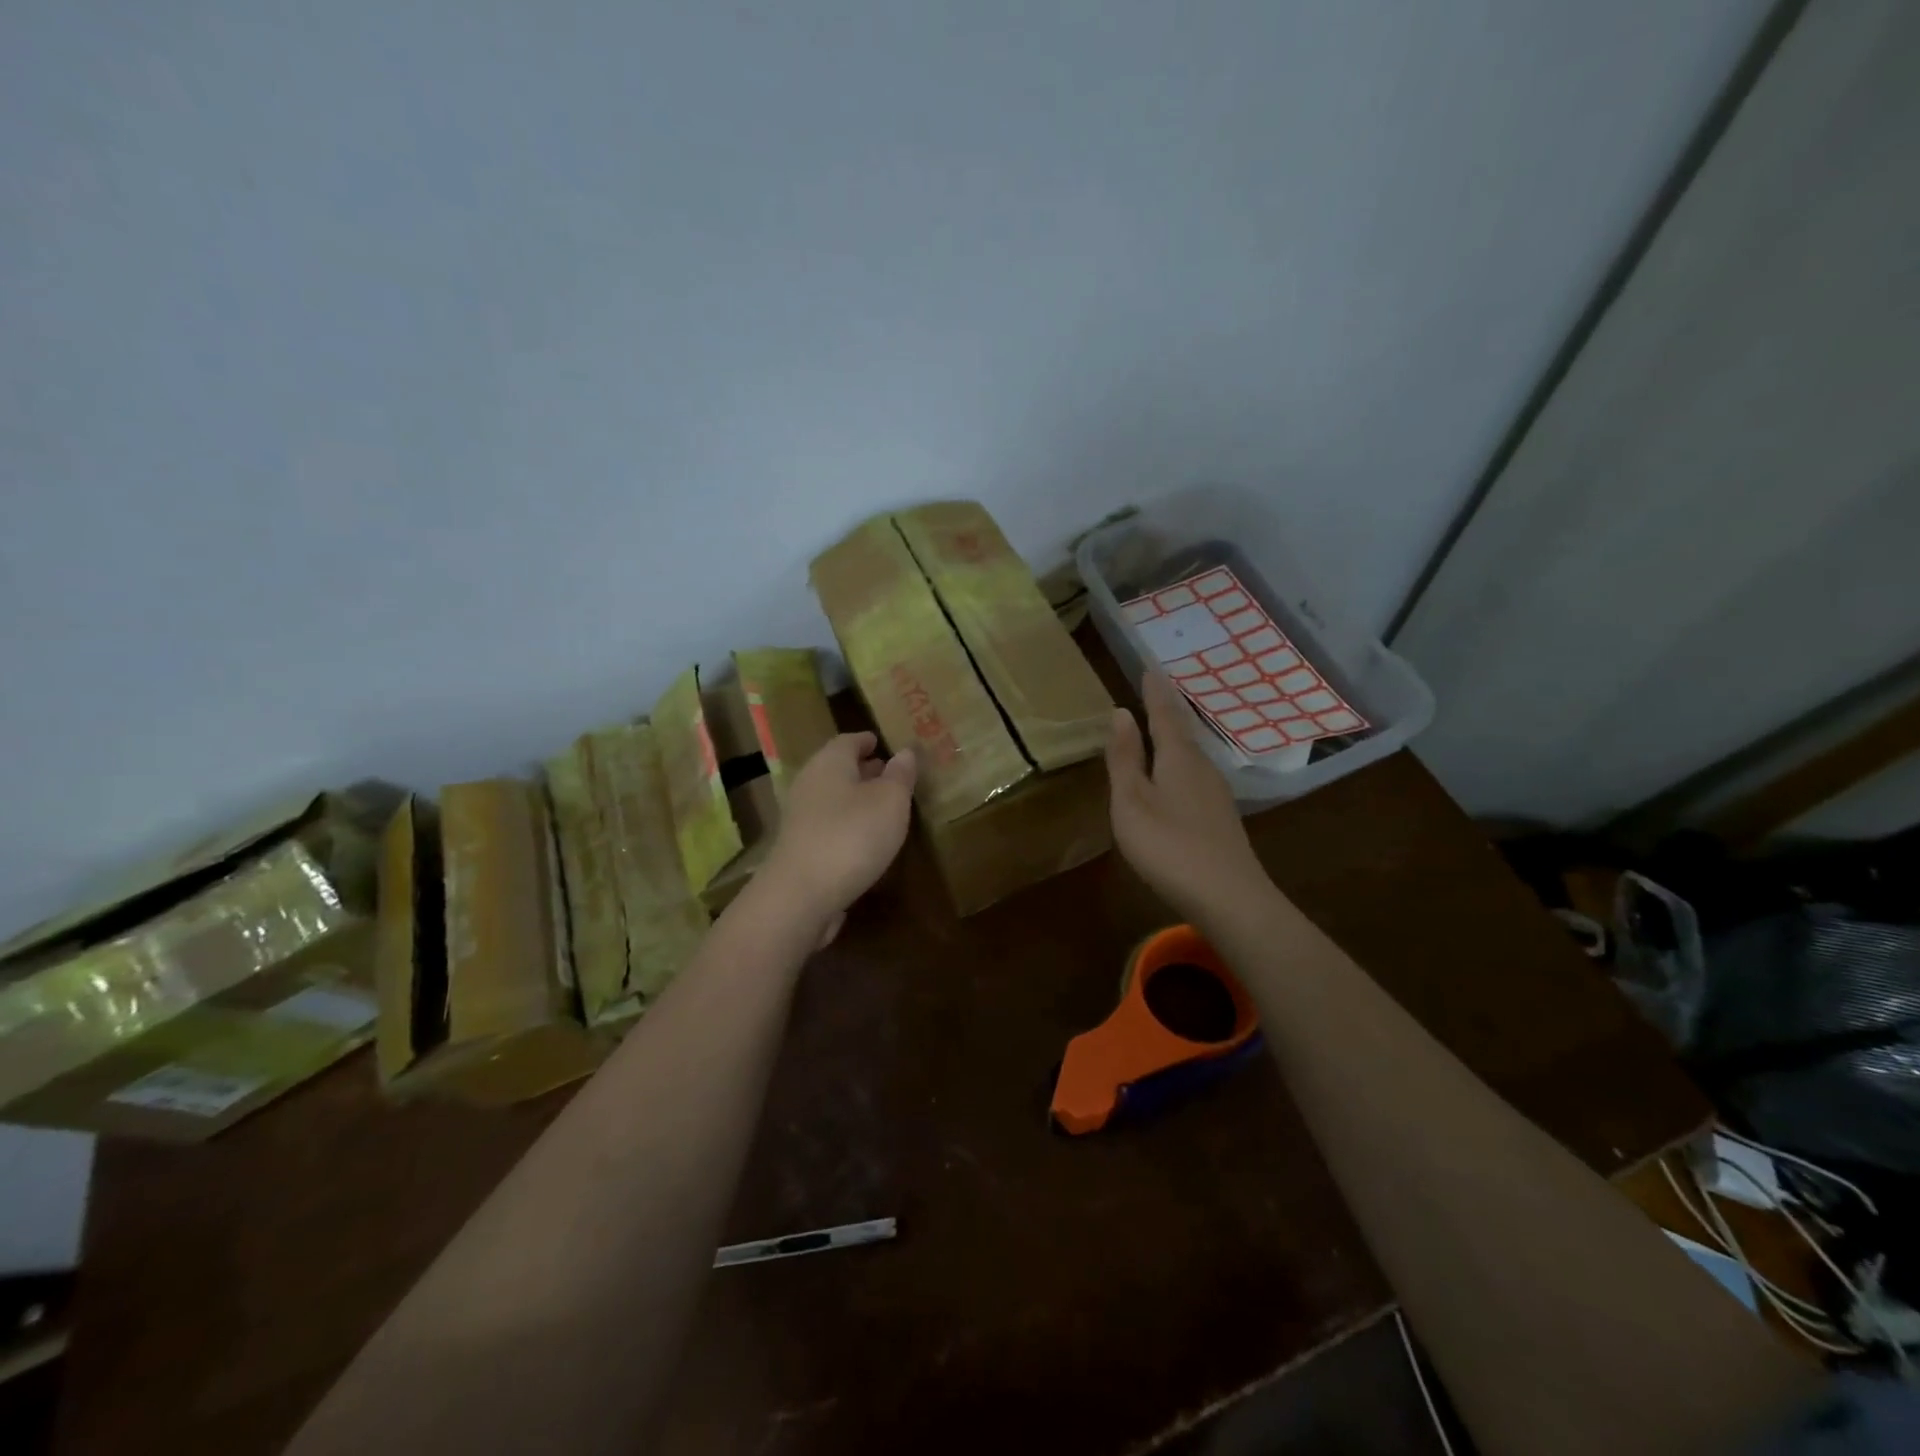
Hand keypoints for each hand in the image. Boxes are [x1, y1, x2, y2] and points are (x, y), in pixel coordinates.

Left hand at [761, 733, 916, 938]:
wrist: (801, 895)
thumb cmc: (852, 835)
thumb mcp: (891, 801)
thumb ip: (900, 775)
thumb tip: (905, 752)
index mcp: (830, 762)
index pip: (850, 740)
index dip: (869, 741)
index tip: (886, 743)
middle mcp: (810, 783)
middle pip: (838, 768)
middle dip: (865, 769)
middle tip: (893, 774)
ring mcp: (800, 817)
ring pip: (833, 797)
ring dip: (857, 799)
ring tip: (886, 808)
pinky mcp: (799, 848)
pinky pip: (829, 825)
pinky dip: (848, 824)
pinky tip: (866, 839)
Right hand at [1106, 672, 1270, 923]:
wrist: (1229, 898)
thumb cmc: (1169, 845)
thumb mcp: (1132, 801)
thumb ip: (1125, 758)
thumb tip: (1121, 712)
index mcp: (1179, 758)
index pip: (1165, 714)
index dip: (1155, 691)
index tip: (1150, 667)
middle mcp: (1203, 768)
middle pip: (1183, 731)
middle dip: (1168, 710)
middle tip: (1156, 689)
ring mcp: (1216, 794)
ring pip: (1192, 754)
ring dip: (1176, 737)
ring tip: (1163, 725)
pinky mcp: (1220, 818)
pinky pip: (1195, 775)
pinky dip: (1181, 763)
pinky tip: (1177, 776)